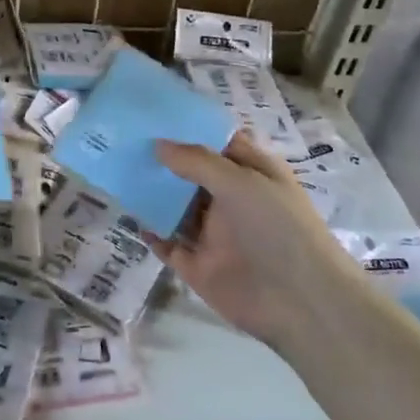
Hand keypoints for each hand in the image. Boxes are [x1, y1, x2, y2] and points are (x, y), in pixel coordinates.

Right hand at [144, 133, 346, 345]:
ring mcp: (214, 234)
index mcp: (252, 174)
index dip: (190, 130)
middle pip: (192, 175)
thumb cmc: (279, 228)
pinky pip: (168, 245)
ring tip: (119, 174)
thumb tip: (158, 145)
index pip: (218, 144)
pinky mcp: (198, 266)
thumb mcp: (242, 181)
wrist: (300, 301)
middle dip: (164, 161)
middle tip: (125, 142)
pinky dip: (151, 233)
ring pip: (176, 209)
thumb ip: (197, 161)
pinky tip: (132, 217)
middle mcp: (232, 201)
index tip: (154, 117)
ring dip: (153, 195)